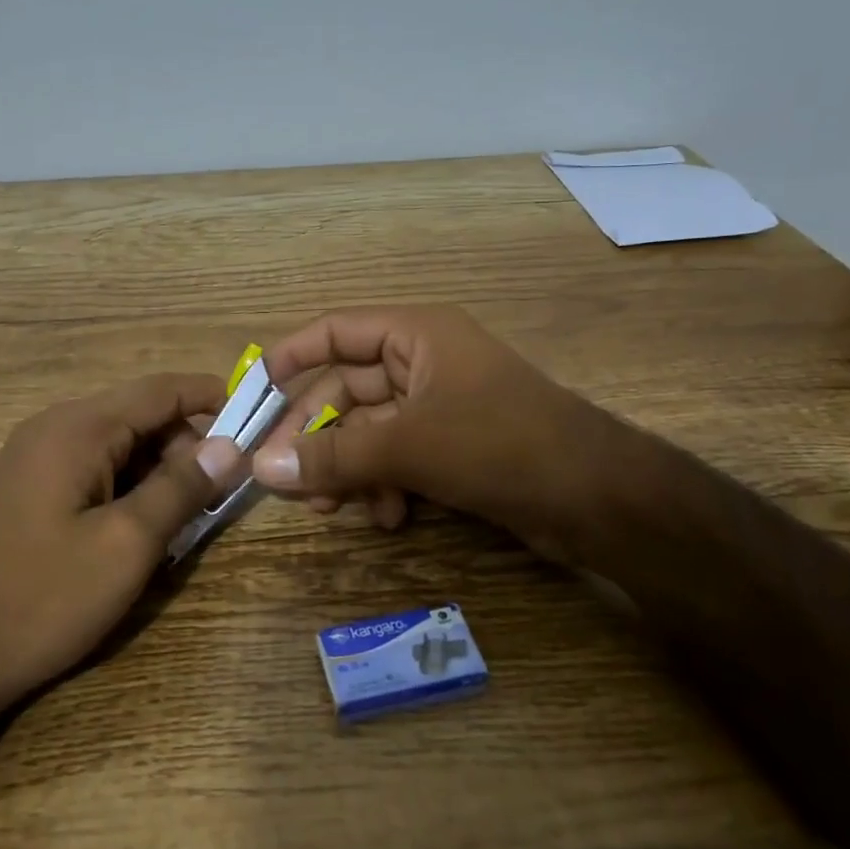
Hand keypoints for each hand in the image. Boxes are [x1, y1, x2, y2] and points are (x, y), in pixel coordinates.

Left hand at [0, 374, 239, 720]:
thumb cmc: (42, 597)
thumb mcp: (126, 544)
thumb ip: (182, 488)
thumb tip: (230, 445)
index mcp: (78, 428)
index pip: (161, 390)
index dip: (213, 397)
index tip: (258, 420)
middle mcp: (55, 429)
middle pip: (141, 416)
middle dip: (188, 444)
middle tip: (224, 490)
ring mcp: (37, 458)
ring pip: (120, 446)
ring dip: (160, 471)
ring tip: (189, 516)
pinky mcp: (31, 489)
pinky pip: (96, 470)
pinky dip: (130, 487)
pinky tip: (144, 528)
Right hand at [251, 307, 611, 558]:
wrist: (595, 496)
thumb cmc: (499, 443)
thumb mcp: (408, 447)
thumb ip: (333, 457)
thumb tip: (261, 469)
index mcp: (416, 335)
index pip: (336, 331)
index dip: (292, 357)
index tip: (254, 393)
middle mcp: (424, 362)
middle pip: (347, 390)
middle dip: (317, 436)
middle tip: (284, 479)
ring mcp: (440, 406)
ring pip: (369, 431)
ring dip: (348, 468)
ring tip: (333, 509)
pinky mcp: (453, 446)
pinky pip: (397, 457)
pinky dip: (383, 484)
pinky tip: (386, 517)